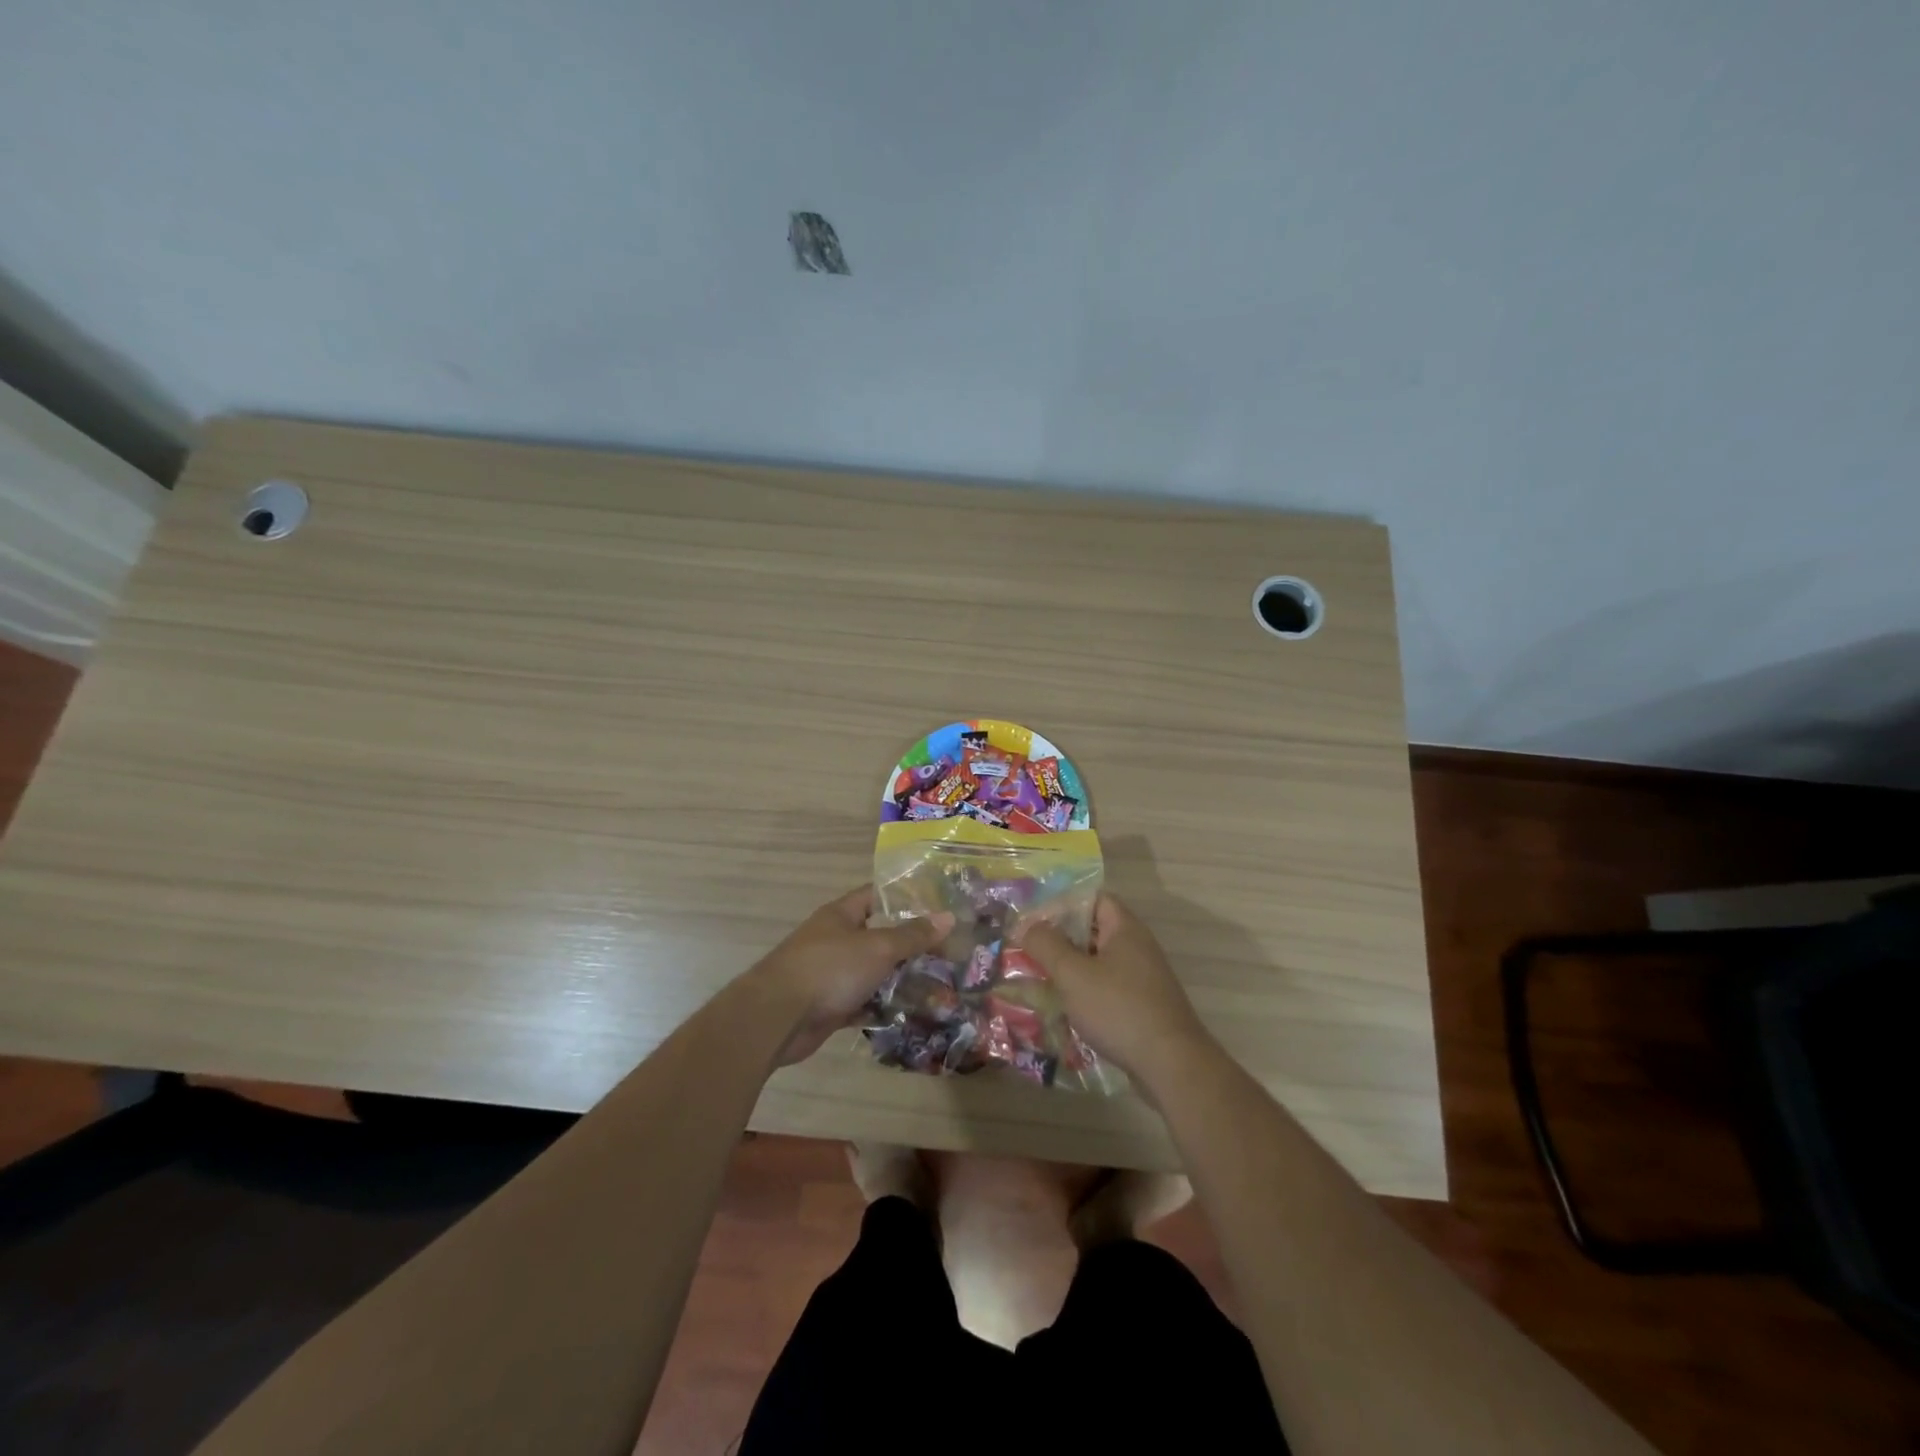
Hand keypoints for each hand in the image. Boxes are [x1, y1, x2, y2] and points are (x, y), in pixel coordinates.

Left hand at [751, 886, 952, 1065]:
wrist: (777, 1018)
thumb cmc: (829, 969)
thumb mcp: (878, 947)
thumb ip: (912, 935)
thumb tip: (948, 916)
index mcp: (841, 915)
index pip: (876, 896)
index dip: (905, 898)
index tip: (936, 906)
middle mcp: (835, 940)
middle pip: (878, 936)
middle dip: (909, 945)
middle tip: (946, 952)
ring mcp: (830, 974)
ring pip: (871, 972)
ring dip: (897, 979)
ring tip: (937, 984)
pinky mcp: (828, 1006)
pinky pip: (862, 1003)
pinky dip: (881, 1008)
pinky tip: (909, 1014)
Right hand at [1017, 894, 1214, 1085]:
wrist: (1171, 1066)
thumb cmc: (1119, 1009)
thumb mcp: (1074, 974)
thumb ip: (1047, 945)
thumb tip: (1028, 925)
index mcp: (1125, 929)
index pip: (1093, 899)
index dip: (1063, 904)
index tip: (1033, 918)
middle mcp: (1137, 948)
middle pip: (1094, 931)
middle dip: (1060, 939)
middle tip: (1028, 949)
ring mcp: (1142, 979)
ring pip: (1098, 963)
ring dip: (1070, 969)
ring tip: (1037, 978)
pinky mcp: (1142, 1007)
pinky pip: (1106, 989)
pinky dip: (1084, 993)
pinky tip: (1062, 1009)